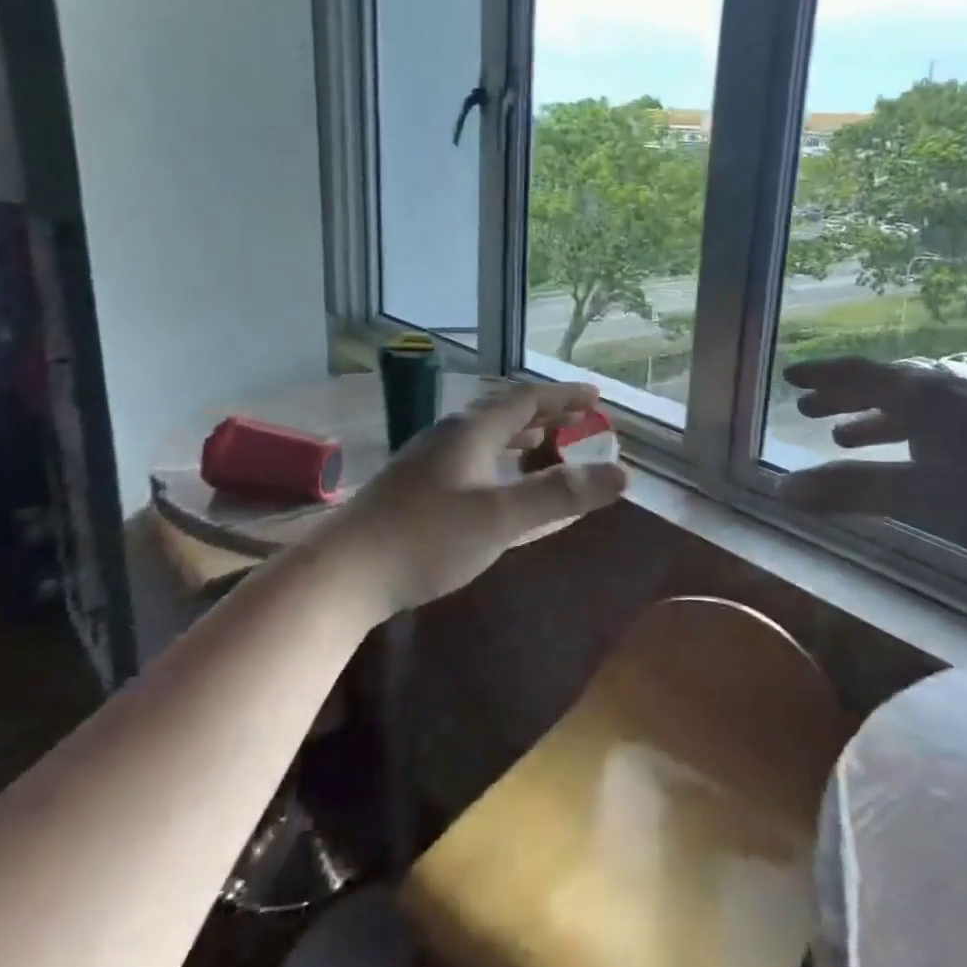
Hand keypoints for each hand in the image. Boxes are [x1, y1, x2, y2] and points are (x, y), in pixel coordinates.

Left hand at [308, 381, 627, 621]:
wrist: (344, 570)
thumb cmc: (427, 538)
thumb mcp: (501, 517)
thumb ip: (560, 495)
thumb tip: (621, 474)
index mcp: (471, 430)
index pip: (526, 399)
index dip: (563, 396)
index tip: (595, 396)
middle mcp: (448, 434)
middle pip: (503, 412)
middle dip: (544, 414)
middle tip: (577, 420)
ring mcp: (426, 458)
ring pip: (483, 434)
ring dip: (519, 435)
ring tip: (543, 445)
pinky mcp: (413, 484)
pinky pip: (468, 455)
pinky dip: (497, 458)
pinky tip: (494, 482)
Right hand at [779, 357, 966, 573]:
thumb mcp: (917, 494)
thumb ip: (849, 491)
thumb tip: (781, 492)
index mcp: (922, 397)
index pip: (860, 375)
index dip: (822, 375)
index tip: (790, 377)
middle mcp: (946, 395)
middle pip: (883, 387)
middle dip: (842, 397)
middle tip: (809, 409)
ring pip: (911, 410)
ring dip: (873, 420)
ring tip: (845, 438)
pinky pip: (934, 428)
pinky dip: (906, 439)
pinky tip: (909, 460)